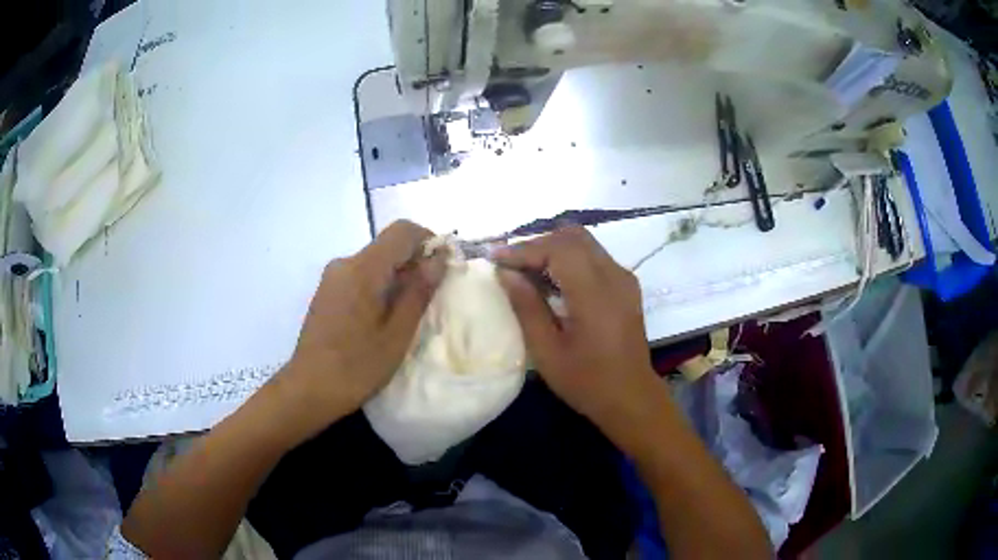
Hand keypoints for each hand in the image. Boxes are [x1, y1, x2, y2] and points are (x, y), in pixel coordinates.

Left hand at [272, 220, 445, 440]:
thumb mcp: (397, 333)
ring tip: (407, 313)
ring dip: (397, 276)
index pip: (402, 230)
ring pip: (374, 261)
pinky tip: (382, 318)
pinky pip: (360, 275)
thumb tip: (438, 259)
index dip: (428, 241)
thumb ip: (418, 291)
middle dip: (414, 262)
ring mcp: (332, 277)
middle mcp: (344, 263)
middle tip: (430, 297)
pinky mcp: (327, 292)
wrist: (308, 389)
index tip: (442, 268)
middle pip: (388, 245)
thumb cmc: (357, 366)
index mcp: (363, 269)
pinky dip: (379, 285)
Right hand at [494, 226, 657, 428]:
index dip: (524, 249)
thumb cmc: (587, 381)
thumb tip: (506, 273)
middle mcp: (614, 276)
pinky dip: (569, 259)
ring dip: (553, 249)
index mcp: (595, 294)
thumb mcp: (547, 351)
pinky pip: (594, 256)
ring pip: (584, 242)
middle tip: (511, 264)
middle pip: (573, 236)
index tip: (495, 259)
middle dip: (538, 244)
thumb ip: (527, 307)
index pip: (558, 249)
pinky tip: (552, 280)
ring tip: (526, 270)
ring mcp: (624, 278)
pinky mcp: (626, 285)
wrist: (632, 397)